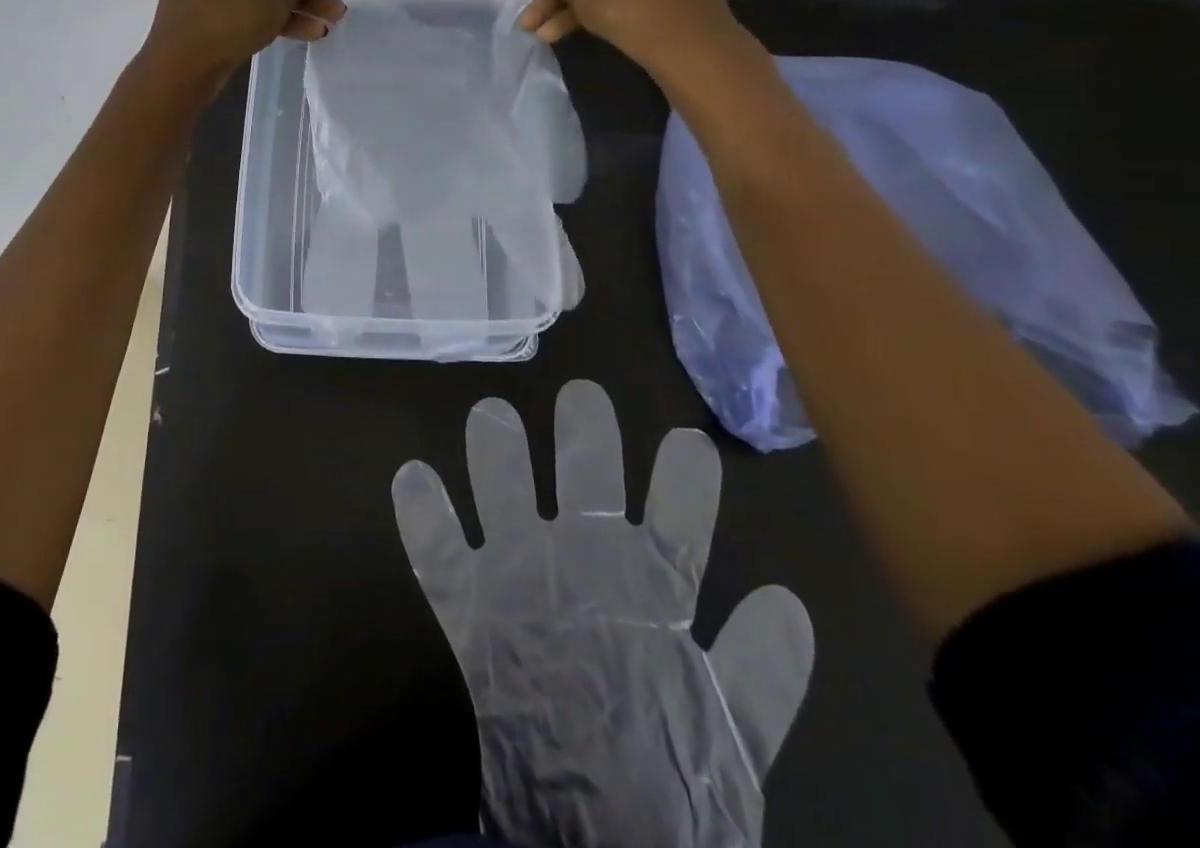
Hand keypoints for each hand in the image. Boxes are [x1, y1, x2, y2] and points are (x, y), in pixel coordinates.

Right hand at [394, 381, 812, 847]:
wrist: (593, 839)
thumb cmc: (665, 783)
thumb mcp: (727, 733)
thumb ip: (759, 672)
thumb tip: (786, 601)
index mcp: (649, 591)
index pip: (674, 526)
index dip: (684, 487)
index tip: (688, 441)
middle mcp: (586, 570)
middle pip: (584, 489)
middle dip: (585, 442)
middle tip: (583, 395)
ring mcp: (525, 585)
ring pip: (507, 503)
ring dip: (497, 462)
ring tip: (490, 414)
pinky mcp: (474, 614)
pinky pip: (440, 561)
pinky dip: (425, 523)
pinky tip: (412, 479)